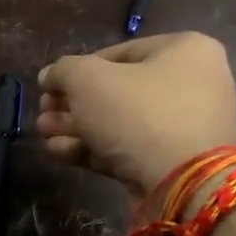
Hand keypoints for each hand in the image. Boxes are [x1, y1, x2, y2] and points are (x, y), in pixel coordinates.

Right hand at [37, 33, 235, 200]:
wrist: (183, 185)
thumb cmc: (139, 114)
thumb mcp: (89, 80)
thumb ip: (63, 71)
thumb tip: (50, 76)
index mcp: (185, 50)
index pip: (118, 53)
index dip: (76, 70)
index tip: (49, 87)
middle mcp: (192, 84)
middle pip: (117, 91)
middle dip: (72, 105)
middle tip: (43, 115)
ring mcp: (184, 127)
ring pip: (119, 122)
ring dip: (77, 128)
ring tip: (44, 135)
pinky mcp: (173, 163)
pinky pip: (129, 148)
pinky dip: (94, 149)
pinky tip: (59, 153)